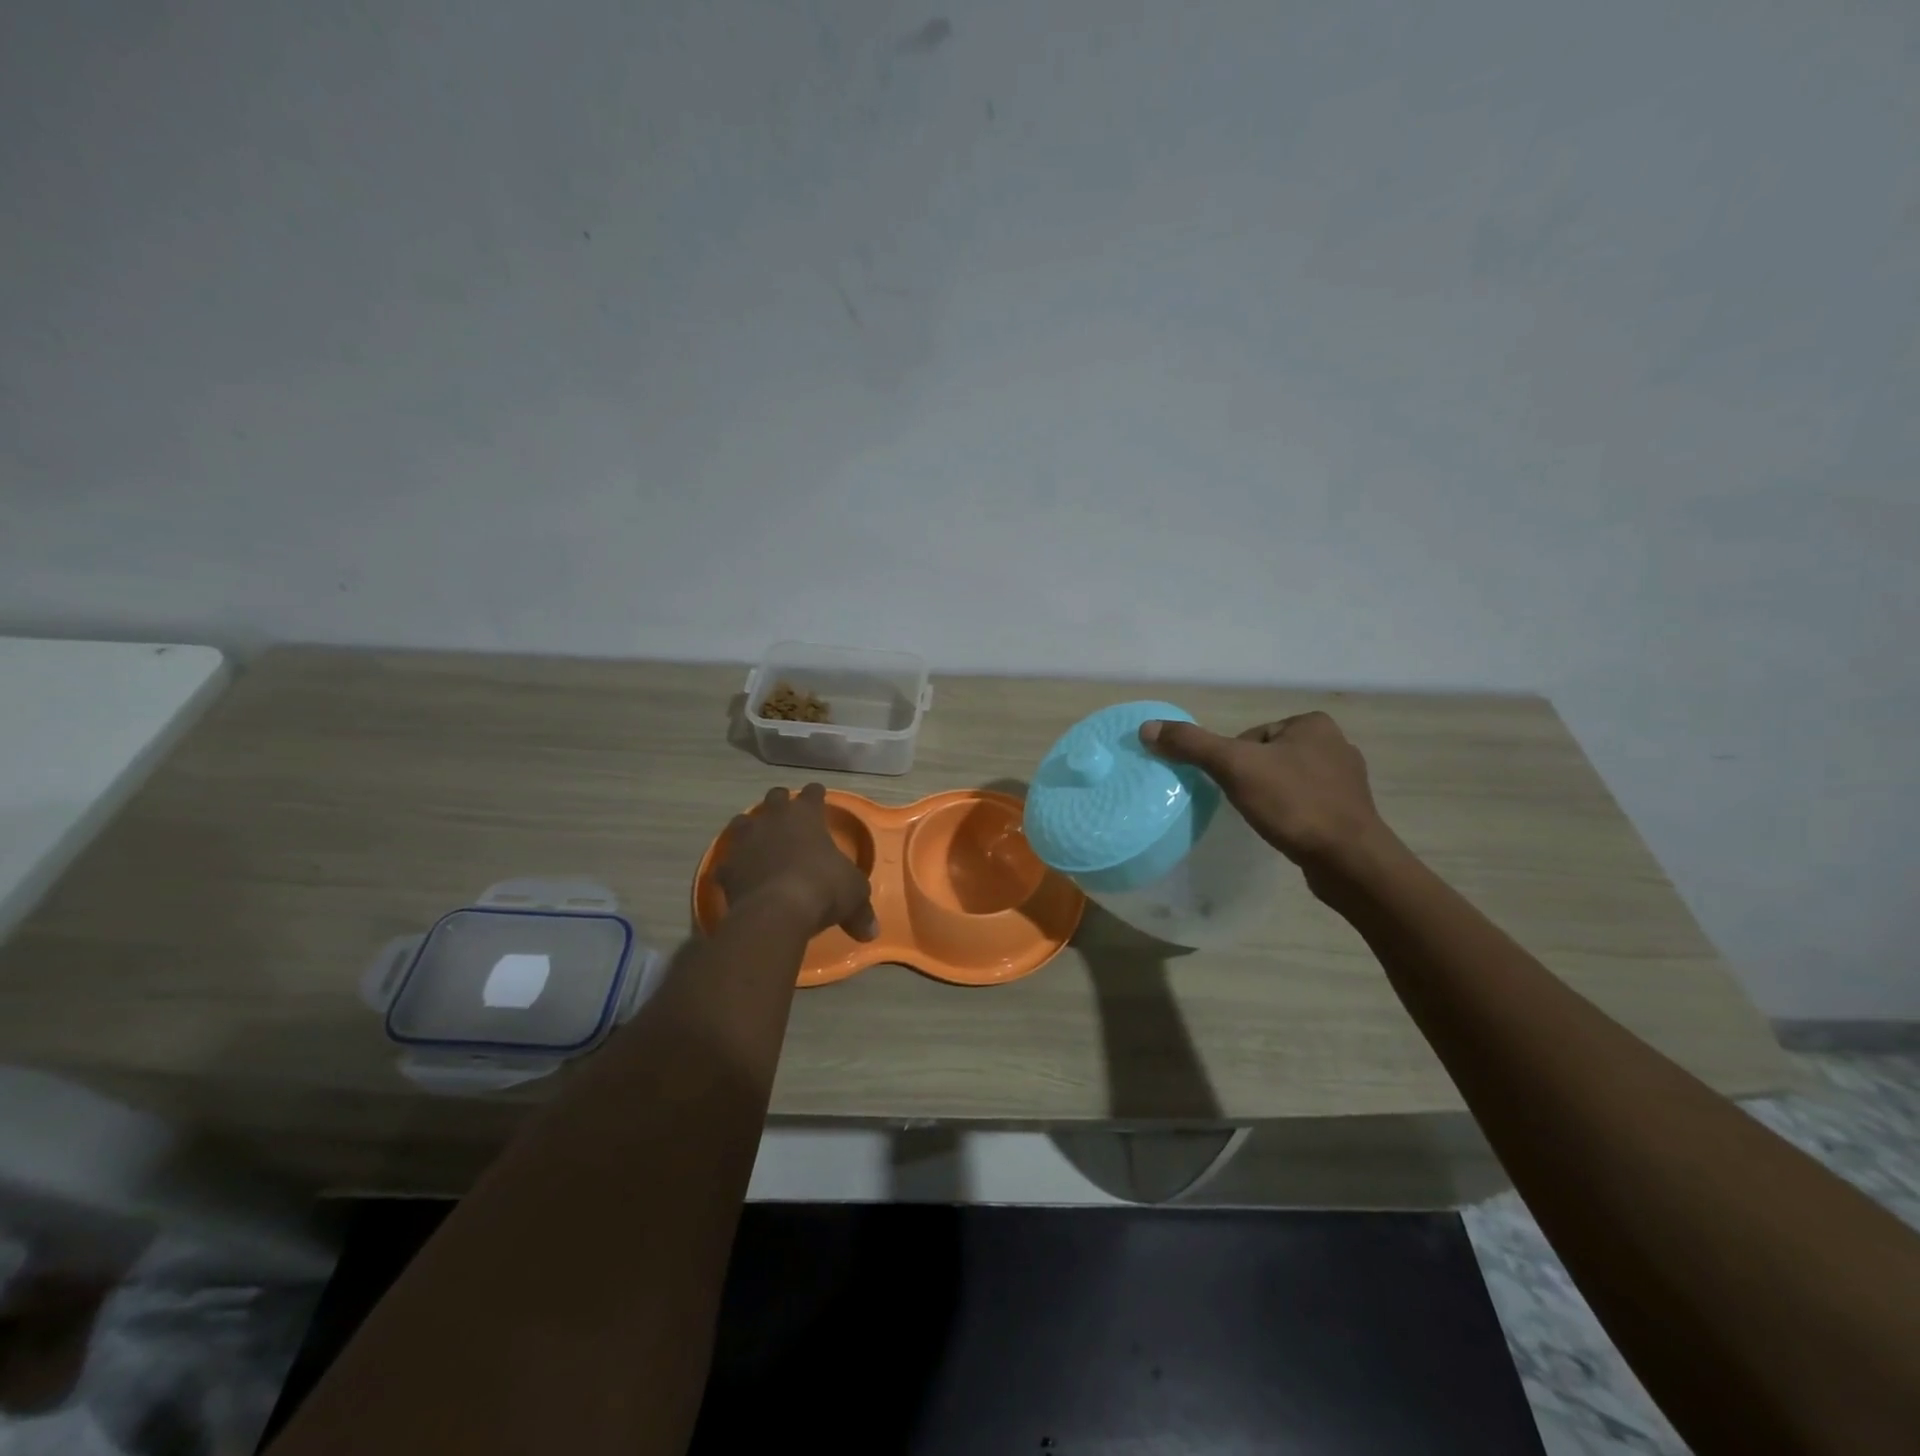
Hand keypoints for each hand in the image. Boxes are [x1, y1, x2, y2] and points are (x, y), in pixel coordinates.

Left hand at [717, 785, 877, 940]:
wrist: (776, 912)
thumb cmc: (823, 888)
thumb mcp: (854, 896)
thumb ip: (861, 909)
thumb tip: (871, 931)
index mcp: (806, 814)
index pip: (813, 793)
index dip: (817, 795)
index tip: (819, 797)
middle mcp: (773, 818)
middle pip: (775, 797)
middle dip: (781, 804)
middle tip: (788, 817)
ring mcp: (745, 840)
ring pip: (743, 822)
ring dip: (752, 829)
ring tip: (759, 842)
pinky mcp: (726, 867)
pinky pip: (728, 862)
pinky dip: (735, 867)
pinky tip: (740, 877)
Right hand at [1139, 712, 1393, 873]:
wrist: (1350, 861)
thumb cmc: (1293, 804)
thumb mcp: (1234, 767)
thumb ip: (1191, 745)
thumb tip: (1147, 728)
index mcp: (1312, 724)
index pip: (1250, 736)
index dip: (1232, 761)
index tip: (1233, 786)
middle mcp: (1335, 744)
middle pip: (1265, 757)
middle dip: (1250, 780)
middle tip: (1245, 805)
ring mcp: (1346, 780)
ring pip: (1285, 781)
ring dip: (1270, 798)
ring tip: (1264, 820)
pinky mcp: (1350, 812)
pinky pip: (1305, 804)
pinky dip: (1289, 815)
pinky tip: (1285, 831)